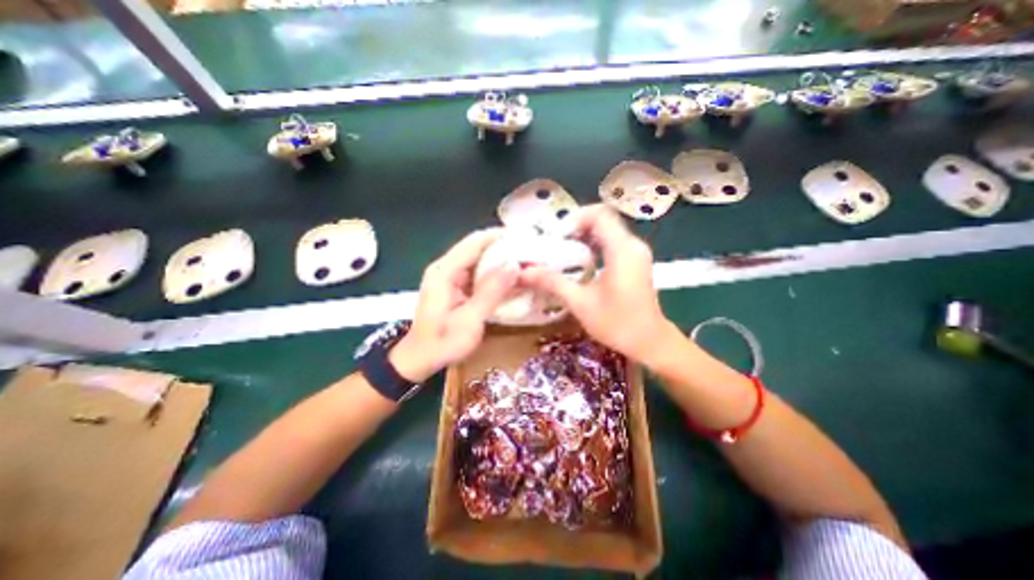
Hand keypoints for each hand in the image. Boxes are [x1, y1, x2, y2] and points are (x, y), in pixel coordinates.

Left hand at [388, 229, 517, 382]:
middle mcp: (445, 268)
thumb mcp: (470, 320)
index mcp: (445, 272)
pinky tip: (510, 277)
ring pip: (478, 258)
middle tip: (530, 253)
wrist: (420, 359)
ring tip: (525, 263)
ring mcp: (449, 276)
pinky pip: (477, 271)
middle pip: (477, 247)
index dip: (500, 236)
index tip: (525, 239)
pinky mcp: (454, 285)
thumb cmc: (443, 343)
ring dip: (500, 259)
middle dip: (504, 247)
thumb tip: (513, 265)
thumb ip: (491, 292)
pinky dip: (494, 272)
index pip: (475, 242)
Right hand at [518, 206, 670, 361]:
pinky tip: (579, 262)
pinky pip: (612, 242)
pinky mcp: (635, 261)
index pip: (599, 214)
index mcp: (622, 250)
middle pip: (602, 220)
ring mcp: (636, 252)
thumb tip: (524, 272)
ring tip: (562, 251)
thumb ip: (553, 283)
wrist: (651, 343)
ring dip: (583, 236)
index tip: (555, 236)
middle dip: (575, 227)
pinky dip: (593, 245)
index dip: (575, 218)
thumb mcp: (581, 303)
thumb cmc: (618, 324)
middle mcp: (632, 245)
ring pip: (607, 230)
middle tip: (554, 243)